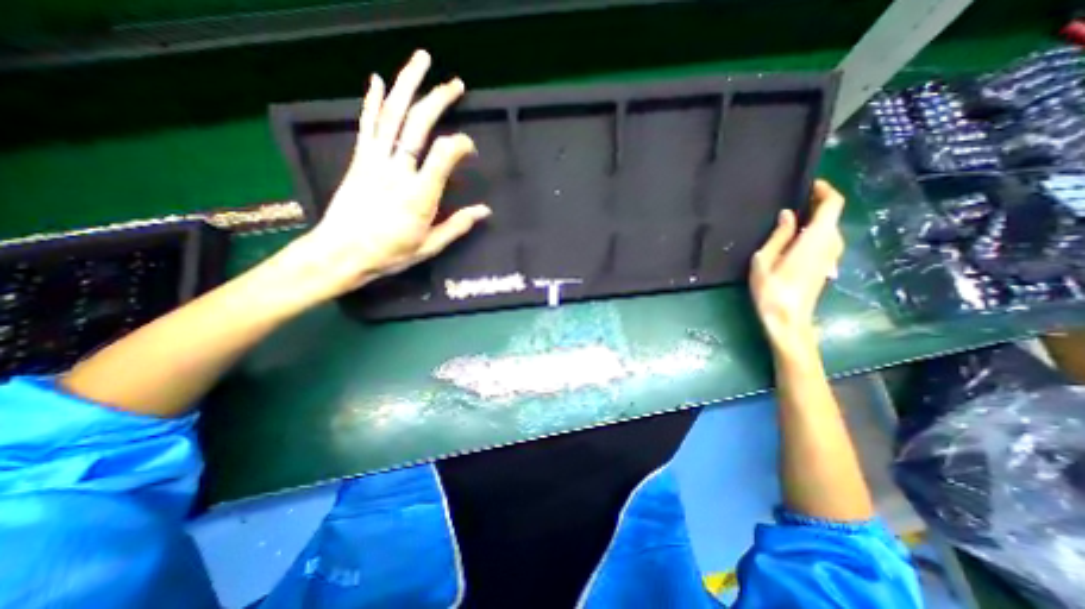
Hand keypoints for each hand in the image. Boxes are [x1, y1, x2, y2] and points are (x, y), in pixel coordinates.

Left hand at [286, 49, 493, 300]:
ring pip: (392, 115)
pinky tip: (379, 80)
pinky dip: (372, 100)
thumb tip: (485, 211)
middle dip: (438, 99)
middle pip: (418, 124)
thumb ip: (458, 226)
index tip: (470, 149)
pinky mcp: (359, 160)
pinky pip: (367, 124)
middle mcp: (397, 170)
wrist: (341, 253)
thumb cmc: (390, 254)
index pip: (444, 154)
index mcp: (419, 194)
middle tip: (456, 83)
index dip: (461, 144)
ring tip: (422, 61)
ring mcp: (375, 161)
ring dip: (407, 84)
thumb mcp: (430, 246)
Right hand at [746, 177, 845, 351]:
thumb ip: (779, 236)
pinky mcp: (826, 266)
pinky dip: (813, 232)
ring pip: (829, 228)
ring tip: (789, 219)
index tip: (808, 185)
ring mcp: (831, 257)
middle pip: (832, 215)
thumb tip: (788, 215)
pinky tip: (793, 239)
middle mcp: (831, 244)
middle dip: (816, 204)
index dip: (824, 190)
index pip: (833, 204)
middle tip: (791, 202)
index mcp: (817, 239)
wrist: (788, 320)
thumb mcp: (764, 260)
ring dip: (814, 219)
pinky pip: (825, 240)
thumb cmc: (772, 290)